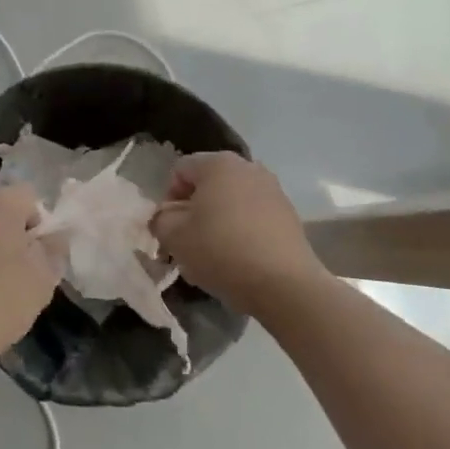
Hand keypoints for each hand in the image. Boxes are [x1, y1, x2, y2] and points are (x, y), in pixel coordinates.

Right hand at [149, 153, 321, 315]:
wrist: (284, 285)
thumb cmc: (221, 251)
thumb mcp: (174, 236)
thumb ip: (160, 219)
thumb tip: (167, 216)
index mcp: (218, 163)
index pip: (180, 170)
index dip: (168, 198)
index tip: (170, 228)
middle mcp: (248, 167)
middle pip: (208, 184)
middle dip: (194, 210)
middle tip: (188, 242)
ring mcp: (273, 189)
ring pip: (231, 201)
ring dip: (217, 221)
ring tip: (214, 254)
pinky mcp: (289, 214)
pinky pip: (253, 216)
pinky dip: (241, 231)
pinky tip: (239, 259)